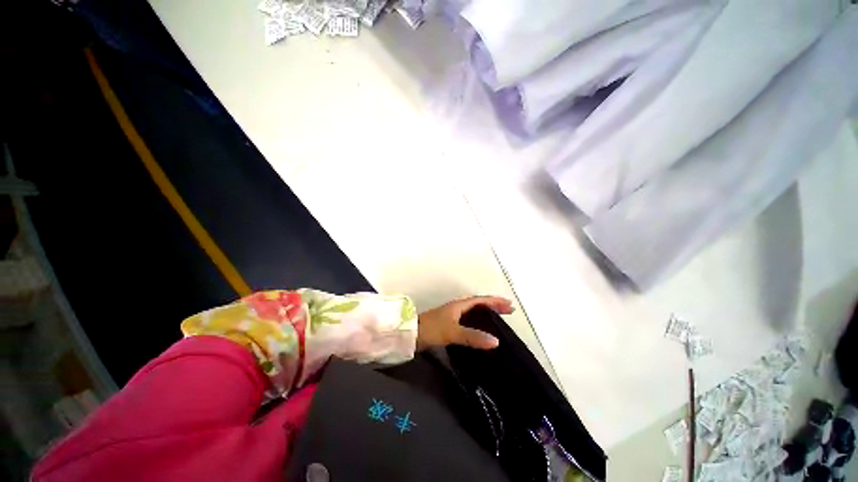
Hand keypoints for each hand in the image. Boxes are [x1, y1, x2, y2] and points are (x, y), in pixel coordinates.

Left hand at [416, 296, 513, 350]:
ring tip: (499, 317)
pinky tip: (481, 328)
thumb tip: (496, 341)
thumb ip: (473, 336)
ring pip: (474, 311)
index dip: (495, 301)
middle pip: (479, 303)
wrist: (412, 334)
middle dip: (493, 305)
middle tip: (508, 310)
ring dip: (486, 312)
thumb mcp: (453, 332)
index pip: (481, 300)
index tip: (509, 305)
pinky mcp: (450, 323)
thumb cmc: (432, 329)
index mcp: (459, 305)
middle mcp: (457, 307)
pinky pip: (469, 319)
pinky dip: (478, 320)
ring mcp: (453, 315)